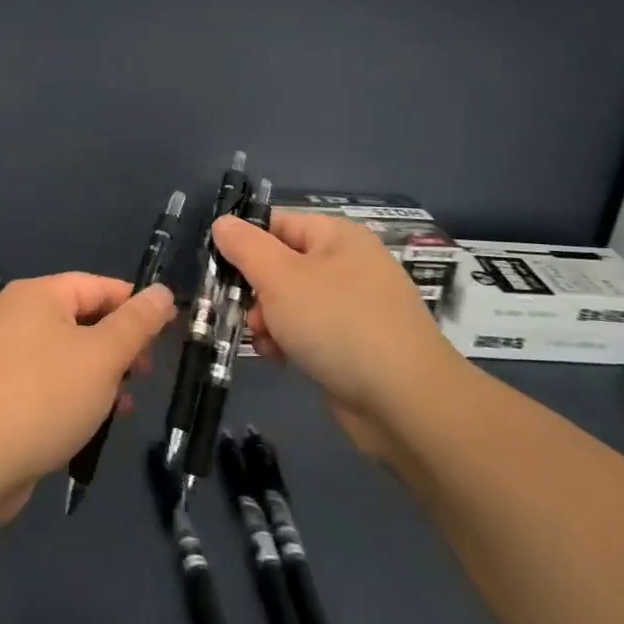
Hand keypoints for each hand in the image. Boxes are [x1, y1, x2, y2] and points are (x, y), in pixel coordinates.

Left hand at [0, 274, 175, 525]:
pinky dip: (74, 395)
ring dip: (101, 376)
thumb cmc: (44, 397)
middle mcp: (16, 317)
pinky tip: (92, 424)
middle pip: (83, 320)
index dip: (137, 306)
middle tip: (146, 375)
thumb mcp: (103, 356)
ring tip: (124, 406)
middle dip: (120, 347)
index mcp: (38, 295)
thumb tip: (163, 292)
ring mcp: (3, 356)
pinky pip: (47, 383)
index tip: (170, 333)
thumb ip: (137, 323)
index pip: (100, 286)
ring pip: (67, 355)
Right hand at [211, 211, 463, 454]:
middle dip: (256, 291)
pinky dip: (291, 342)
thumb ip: (245, 247)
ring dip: (269, 321)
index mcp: (337, 236)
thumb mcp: (280, 278)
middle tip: (243, 315)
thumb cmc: (337, 325)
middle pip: (282, 265)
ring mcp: (356, 305)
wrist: (405, 401)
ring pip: (293, 302)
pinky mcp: (357, 343)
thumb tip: (223, 222)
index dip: (245, 244)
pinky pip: (311, 331)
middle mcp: (349, 264)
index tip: (219, 272)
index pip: (277, 224)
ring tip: (266, 344)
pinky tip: (282, 361)